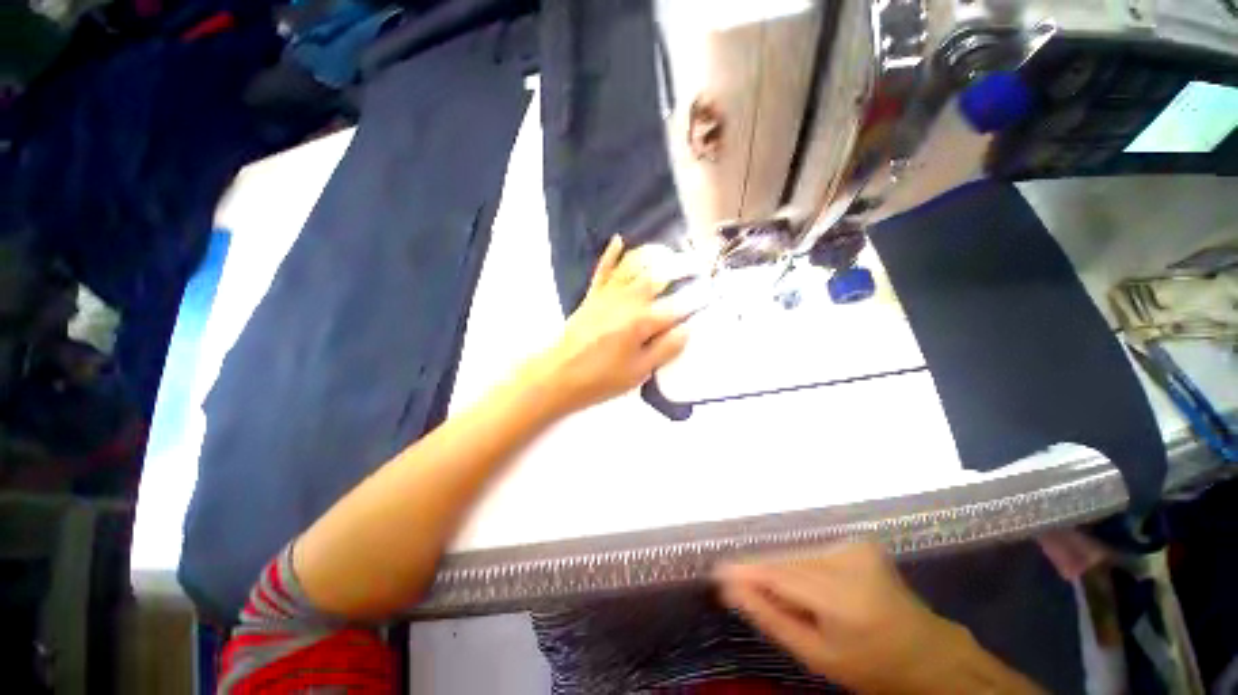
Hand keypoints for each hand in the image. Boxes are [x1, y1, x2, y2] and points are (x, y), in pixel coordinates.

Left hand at [538, 235, 688, 413]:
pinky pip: (603, 270)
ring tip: (670, 250)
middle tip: (698, 262)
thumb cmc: (601, 378)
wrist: (558, 375)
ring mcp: (608, 295)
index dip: (698, 298)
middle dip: (682, 266)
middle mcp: (628, 301)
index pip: (678, 306)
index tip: (713, 290)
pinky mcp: (592, 296)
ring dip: (653, 254)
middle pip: (659, 277)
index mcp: (642, 322)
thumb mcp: (639, 371)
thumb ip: (665, 348)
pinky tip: (619, 239)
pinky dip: (611, 254)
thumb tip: (687, 329)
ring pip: (634, 266)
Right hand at [716, 543, 976, 693]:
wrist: (925, 653)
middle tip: (735, 583)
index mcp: (842, 597)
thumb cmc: (870, 666)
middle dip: (760, 571)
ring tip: (770, 589)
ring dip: (779, 570)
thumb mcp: (817, 656)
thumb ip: (771, 617)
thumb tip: (730, 588)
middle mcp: (848, 561)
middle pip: (786, 560)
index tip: (716, 570)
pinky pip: (811, 551)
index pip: (779, 574)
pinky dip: (798, 564)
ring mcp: (856, 547)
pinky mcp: (858, 541)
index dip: (746, 570)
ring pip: (796, 554)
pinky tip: (798, 582)